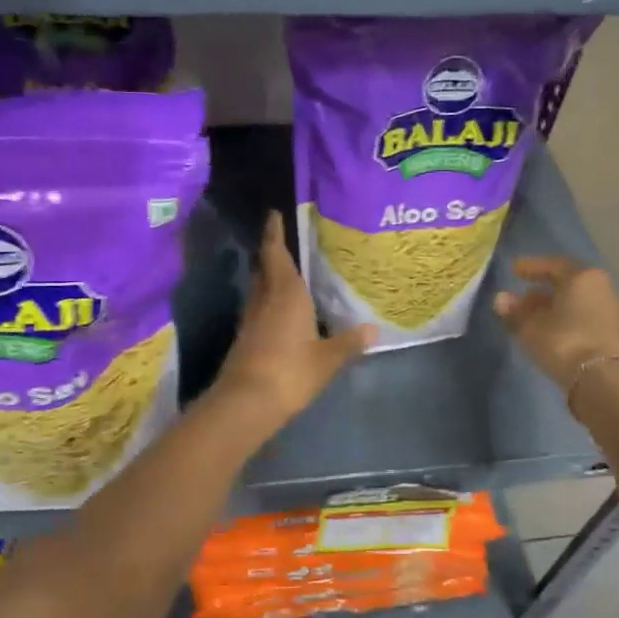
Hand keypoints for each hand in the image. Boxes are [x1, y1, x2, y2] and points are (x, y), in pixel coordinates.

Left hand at [210, 212, 374, 429]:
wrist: (246, 402)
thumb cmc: (291, 371)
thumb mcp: (327, 359)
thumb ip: (349, 342)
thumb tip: (372, 329)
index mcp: (286, 294)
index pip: (277, 254)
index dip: (274, 233)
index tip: (273, 214)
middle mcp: (265, 299)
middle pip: (265, 268)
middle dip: (272, 253)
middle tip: (284, 241)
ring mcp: (251, 319)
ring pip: (259, 288)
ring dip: (269, 277)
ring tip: (287, 273)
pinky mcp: (245, 338)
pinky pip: (259, 308)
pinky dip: (268, 301)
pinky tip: (281, 310)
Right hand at [492, 257, 618, 391]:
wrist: (599, 379)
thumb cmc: (562, 341)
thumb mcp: (530, 326)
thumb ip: (514, 310)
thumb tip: (501, 299)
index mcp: (582, 277)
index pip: (553, 265)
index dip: (531, 267)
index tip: (514, 271)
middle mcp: (601, 287)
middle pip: (568, 283)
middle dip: (544, 289)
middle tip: (523, 297)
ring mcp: (611, 310)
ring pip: (578, 301)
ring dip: (556, 306)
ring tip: (535, 317)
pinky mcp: (614, 332)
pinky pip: (586, 316)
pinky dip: (569, 318)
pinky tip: (553, 330)